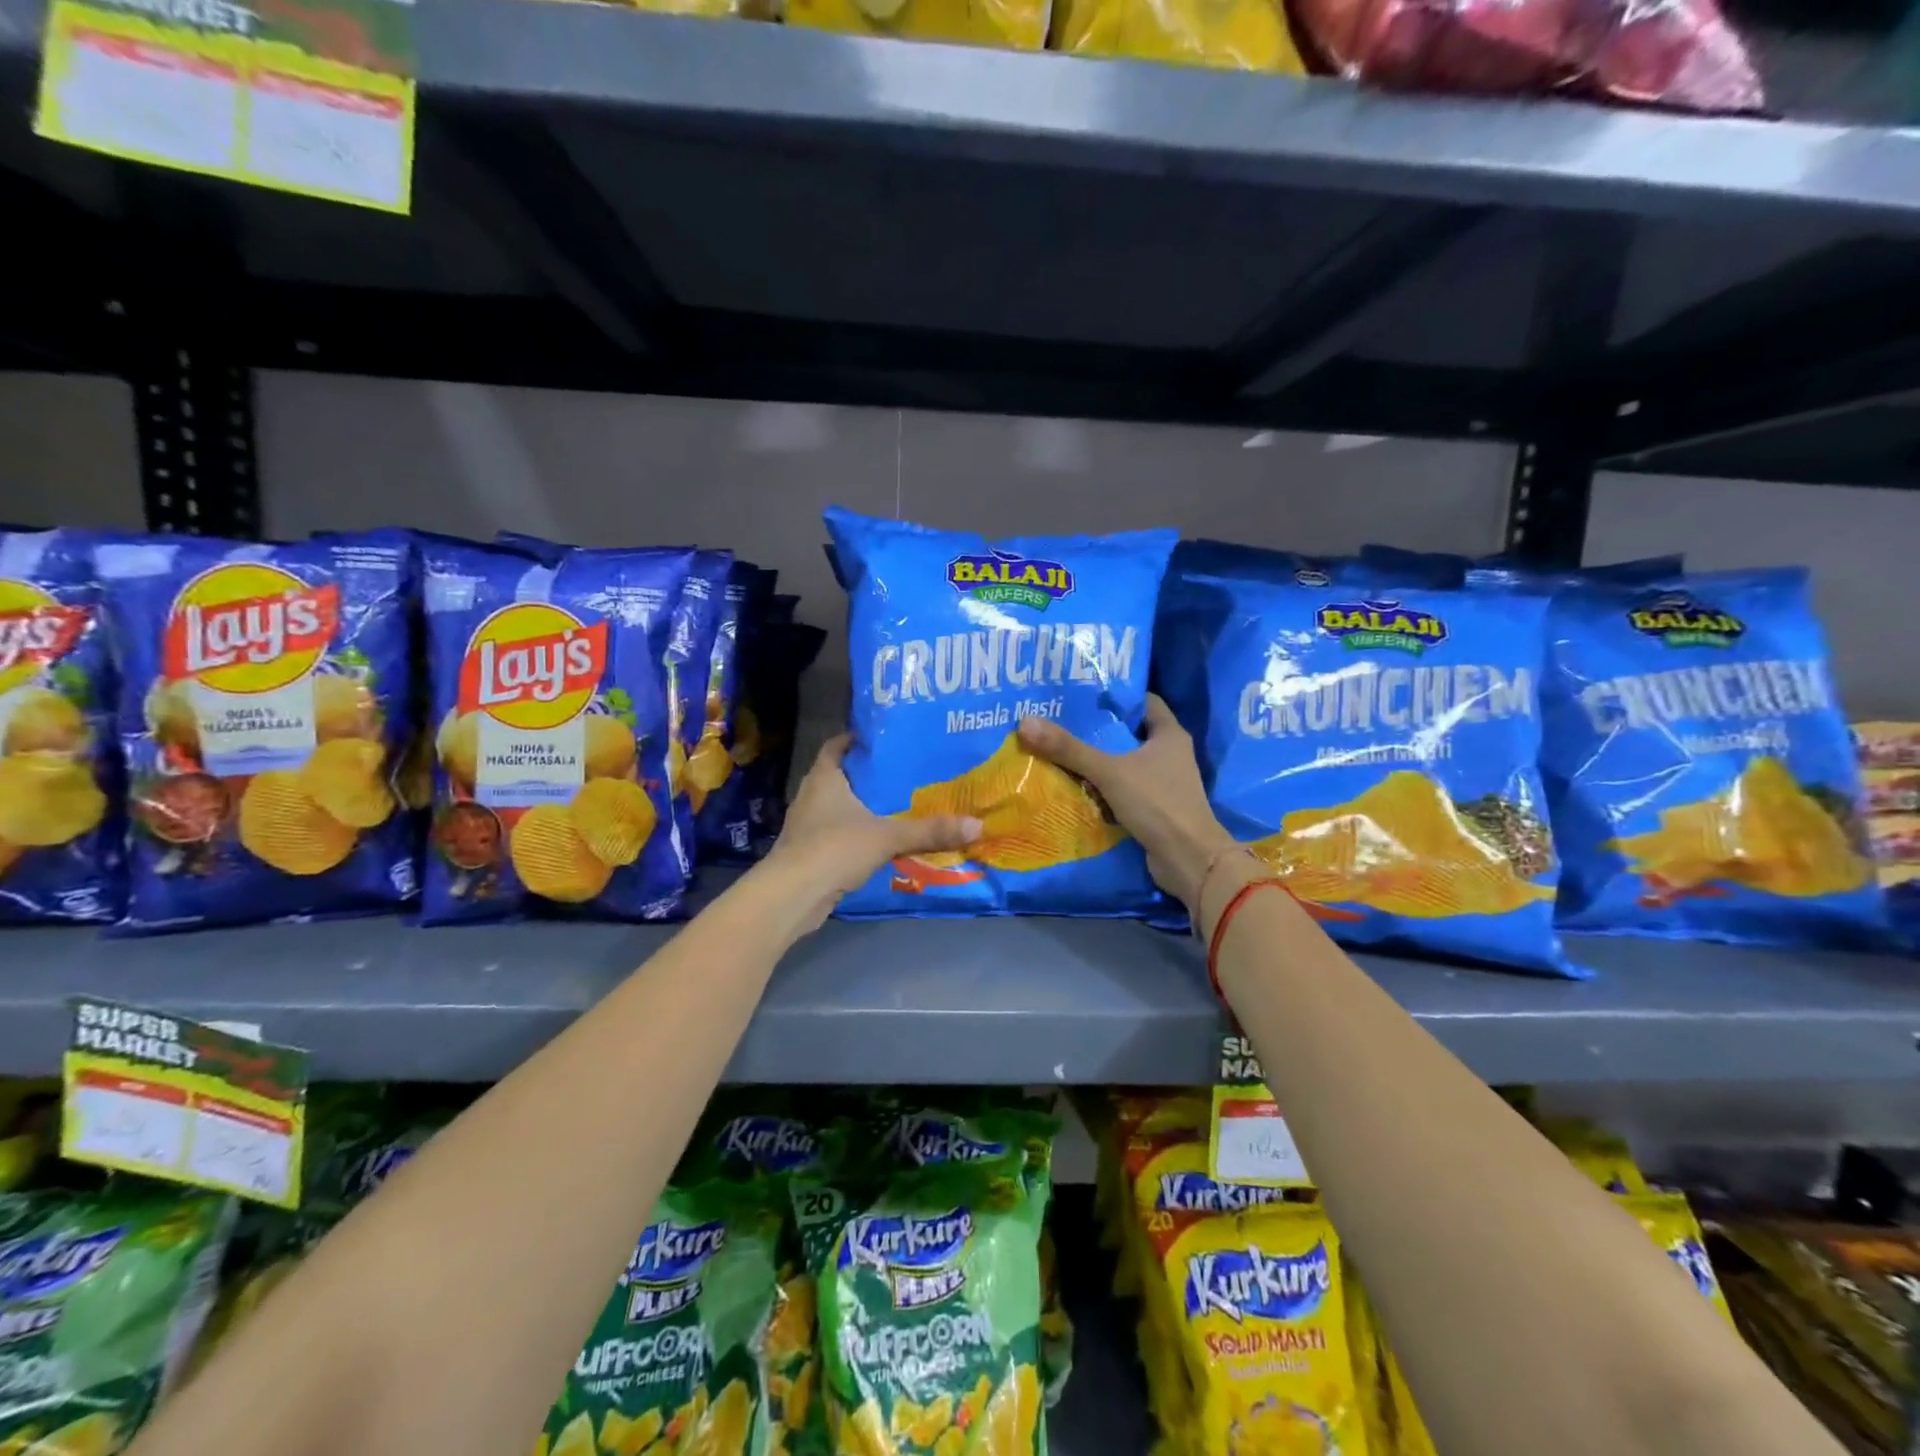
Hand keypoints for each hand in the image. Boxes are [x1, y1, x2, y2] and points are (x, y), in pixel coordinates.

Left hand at [765, 734, 980, 925]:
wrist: (792, 896)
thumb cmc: (834, 849)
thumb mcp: (888, 836)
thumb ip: (930, 830)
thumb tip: (977, 825)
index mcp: (824, 778)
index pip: (837, 745)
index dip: (858, 739)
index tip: (887, 740)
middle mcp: (811, 795)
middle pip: (841, 775)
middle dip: (869, 775)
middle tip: (904, 772)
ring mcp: (807, 825)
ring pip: (839, 807)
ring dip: (863, 806)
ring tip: (898, 805)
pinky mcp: (809, 852)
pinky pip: (837, 834)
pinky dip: (856, 834)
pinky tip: (881, 841)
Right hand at [1017, 695, 1238, 914]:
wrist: (1189, 859)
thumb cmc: (1157, 804)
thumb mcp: (1109, 772)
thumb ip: (1069, 749)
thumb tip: (1026, 722)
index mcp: (1169, 734)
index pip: (1143, 702)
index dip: (1115, 697)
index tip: (1082, 695)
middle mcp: (1170, 754)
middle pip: (1129, 733)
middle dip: (1098, 731)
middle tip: (1061, 723)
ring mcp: (1164, 783)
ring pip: (1125, 764)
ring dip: (1098, 762)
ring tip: (1060, 753)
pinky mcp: (1156, 809)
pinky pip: (1124, 791)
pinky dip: (1104, 789)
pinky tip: (1075, 787)